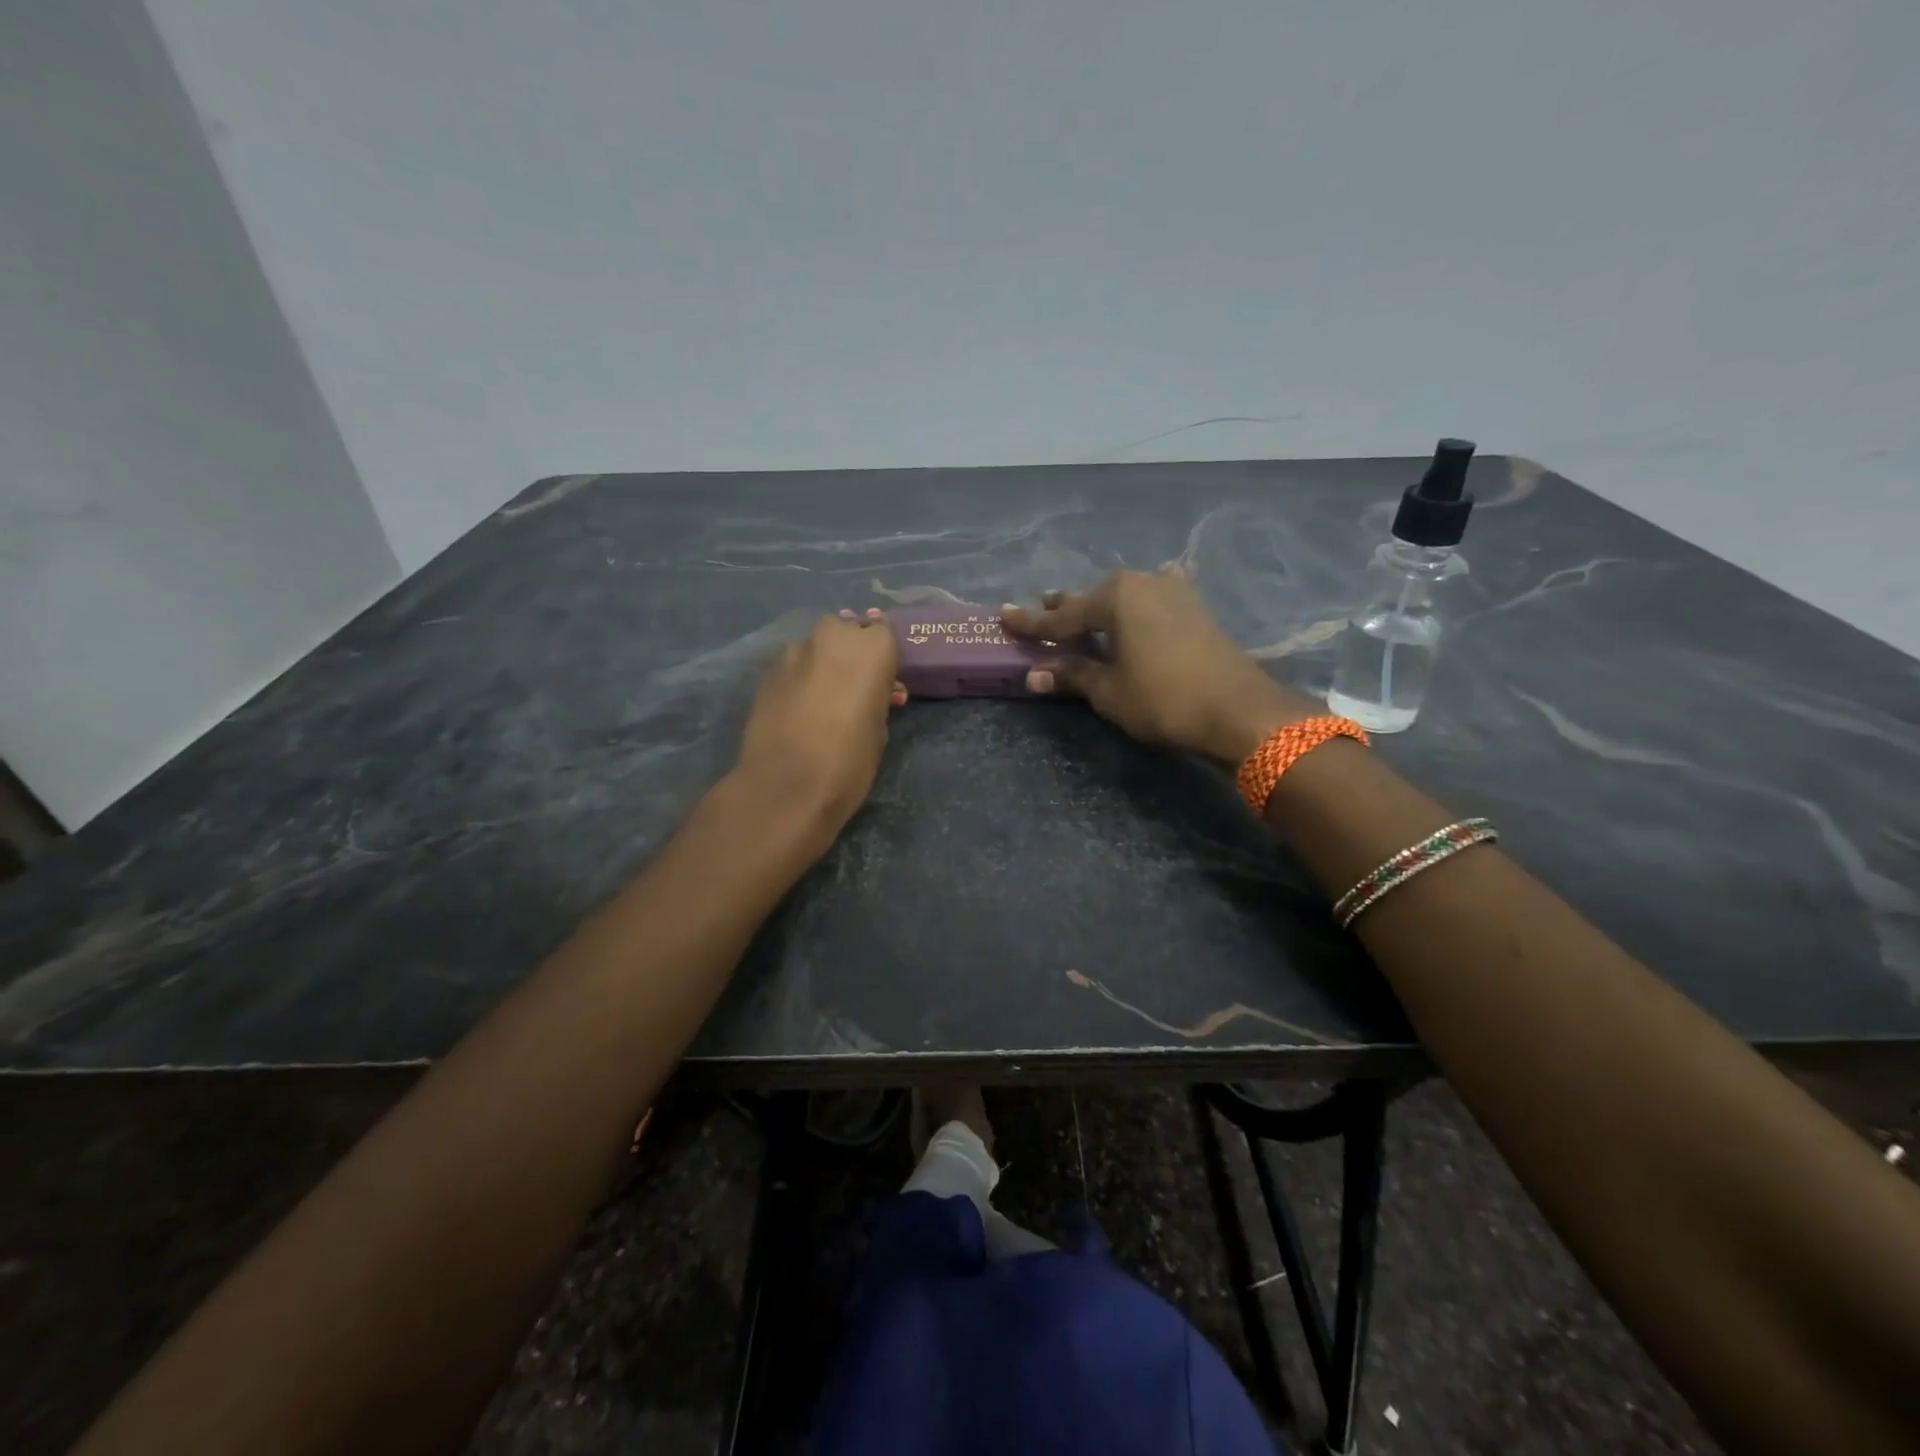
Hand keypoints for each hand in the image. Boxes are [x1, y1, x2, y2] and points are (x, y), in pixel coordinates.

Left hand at [732, 610, 902, 846]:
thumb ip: (876, 698)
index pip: (883, 632)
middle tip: (856, 687)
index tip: (884, 680)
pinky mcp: (767, 671)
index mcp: (872, 648)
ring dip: (824, 664)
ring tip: (826, 699)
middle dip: (852, 652)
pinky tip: (801, 708)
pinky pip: (794, 665)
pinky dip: (801, 678)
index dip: (883, 657)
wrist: (786, 787)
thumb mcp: (880, 729)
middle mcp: (833, 636)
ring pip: (817, 647)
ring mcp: (795, 651)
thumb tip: (869, 693)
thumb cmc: (849, 762)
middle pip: (847, 631)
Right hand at [1002, 572, 1320, 763]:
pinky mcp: (1195, 609)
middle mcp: (1143, 583)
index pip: (1062, 615)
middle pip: (1094, 600)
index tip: (1004, 615)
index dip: (1032, 622)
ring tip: (1082, 617)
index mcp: (1116, 596)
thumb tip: (1034, 676)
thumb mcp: (1109, 691)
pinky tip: (1137, 610)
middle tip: (1042, 614)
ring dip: (1101, 611)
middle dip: (1068, 611)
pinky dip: (1133, 613)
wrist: (1240, 710)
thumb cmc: (1164, 698)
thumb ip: (1073, 676)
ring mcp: (1174, 592)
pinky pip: (1150, 605)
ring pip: (1124, 599)